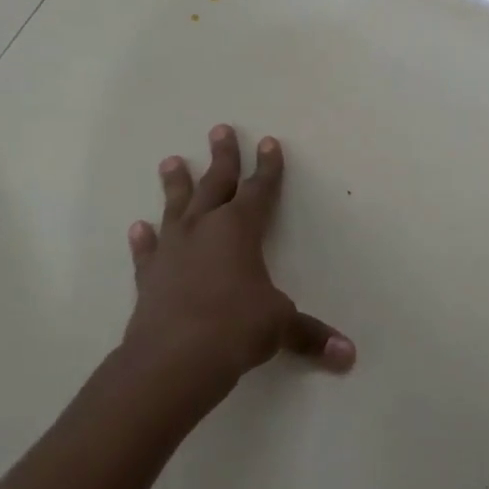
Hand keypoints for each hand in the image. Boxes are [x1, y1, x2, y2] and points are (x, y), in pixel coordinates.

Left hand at [120, 126, 354, 388]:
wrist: (172, 359)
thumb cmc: (236, 328)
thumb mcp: (281, 326)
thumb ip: (311, 335)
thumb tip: (349, 355)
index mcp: (240, 230)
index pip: (259, 190)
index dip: (268, 167)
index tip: (269, 142)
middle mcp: (204, 230)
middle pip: (216, 183)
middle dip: (223, 157)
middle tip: (220, 129)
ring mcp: (172, 251)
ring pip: (176, 207)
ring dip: (176, 184)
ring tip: (171, 161)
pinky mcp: (150, 277)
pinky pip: (147, 251)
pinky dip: (144, 239)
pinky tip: (138, 227)